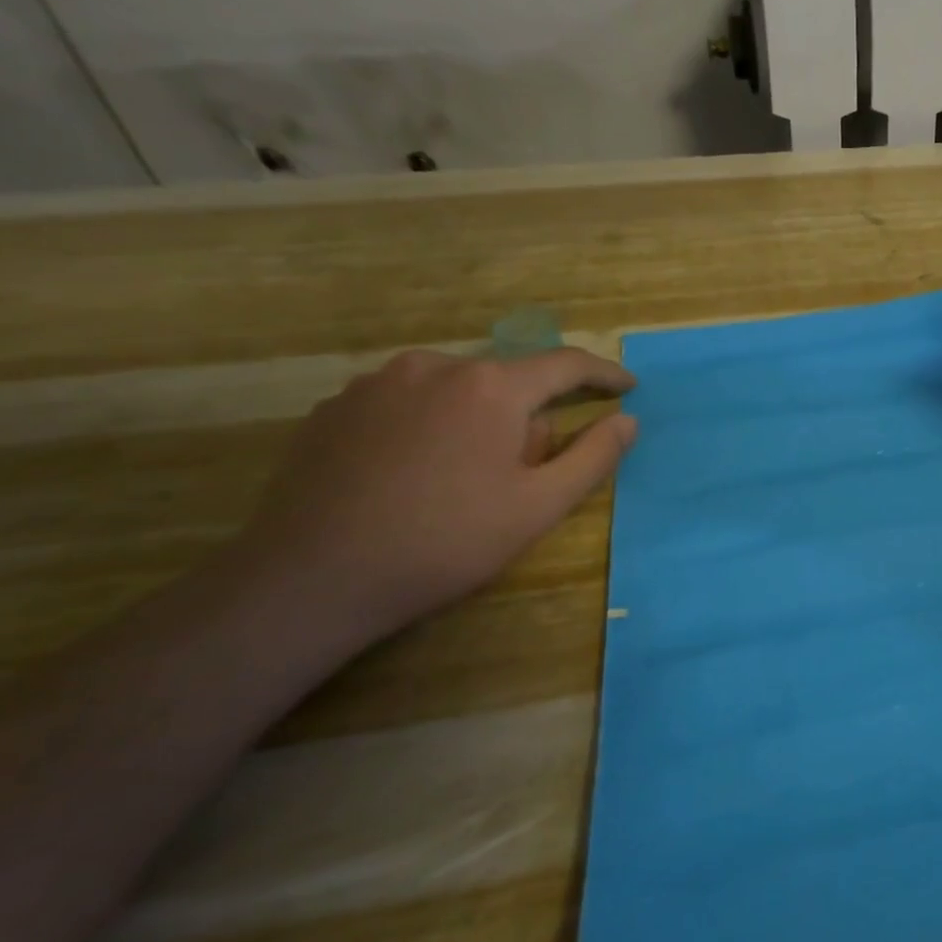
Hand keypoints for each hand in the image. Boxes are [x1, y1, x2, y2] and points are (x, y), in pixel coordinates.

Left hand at [236, 347, 637, 642]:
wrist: (313, 577)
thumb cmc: (447, 541)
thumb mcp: (539, 506)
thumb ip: (593, 456)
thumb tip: (627, 420)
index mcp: (491, 387)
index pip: (565, 365)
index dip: (604, 374)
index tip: (628, 387)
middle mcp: (434, 366)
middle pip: (507, 381)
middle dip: (528, 417)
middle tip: (524, 475)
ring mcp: (375, 383)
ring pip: (454, 391)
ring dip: (476, 421)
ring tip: (463, 480)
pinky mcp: (334, 407)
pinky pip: (406, 404)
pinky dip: (428, 427)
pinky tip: (413, 477)